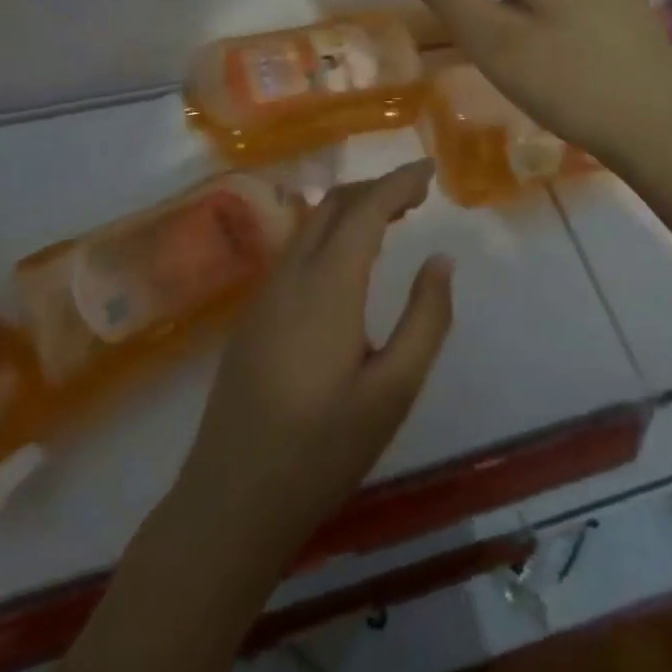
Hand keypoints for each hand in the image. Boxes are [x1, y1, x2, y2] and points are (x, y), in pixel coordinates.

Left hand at [174, 161, 453, 559]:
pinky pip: (296, 249)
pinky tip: (348, 260)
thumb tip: (441, 260)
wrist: (230, 500)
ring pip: (310, 224)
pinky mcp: (252, 313)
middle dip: (376, 188)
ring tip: (391, 220)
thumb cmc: (321, 451)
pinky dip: (329, 233)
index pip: (365, 209)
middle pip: (333, 205)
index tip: (430, 171)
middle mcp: (290, 275)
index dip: (399, 182)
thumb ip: (425, 320)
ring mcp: (264, 292)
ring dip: (351, 209)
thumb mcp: (392, 393)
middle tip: (418, 196)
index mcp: (326, 287)